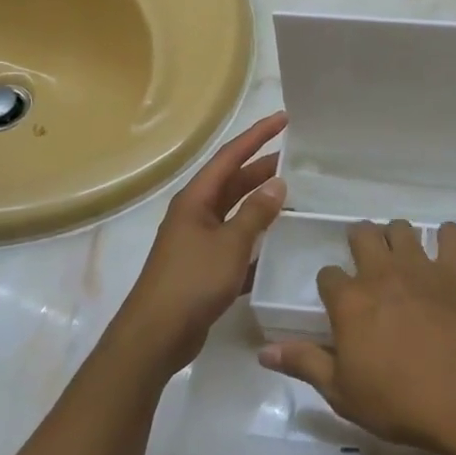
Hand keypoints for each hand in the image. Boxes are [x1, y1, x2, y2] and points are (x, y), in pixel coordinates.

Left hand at [112, 111, 287, 374]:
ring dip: (261, 204)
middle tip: (298, 160)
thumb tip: (277, 183)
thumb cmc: (192, 281)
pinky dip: (256, 239)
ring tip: (295, 196)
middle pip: (233, 182)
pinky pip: (235, 243)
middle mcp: (195, 214)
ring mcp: (198, 241)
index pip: (230, 157)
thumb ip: (255, 213)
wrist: (157, 335)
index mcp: (196, 199)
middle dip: (262, 169)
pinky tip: (279, 244)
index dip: (257, 136)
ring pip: (235, 213)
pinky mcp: (204, 268)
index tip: (283, 119)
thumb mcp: (230, 244)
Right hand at [257, 219, 455, 451]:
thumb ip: (305, 364)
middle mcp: (381, 273)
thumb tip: (264, 352)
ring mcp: (421, 267)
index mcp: (350, 301)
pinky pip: (451, 236)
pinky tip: (445, 248)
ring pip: (402, 229)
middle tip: (365, 257)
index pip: (328, 274)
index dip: (330, 284)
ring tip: (400, 253)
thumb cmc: (399, 400)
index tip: (336, 298)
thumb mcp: (342, 392)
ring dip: (397, 236)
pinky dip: (446, 237)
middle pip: (363, 235)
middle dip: (359, 240)